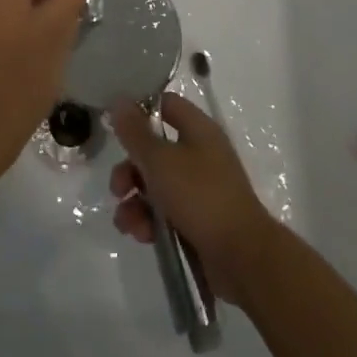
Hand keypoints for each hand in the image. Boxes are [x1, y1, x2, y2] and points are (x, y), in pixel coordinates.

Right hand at [107, 94, 281, 306]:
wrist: (242, 257)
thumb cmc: (200, 196)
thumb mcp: (160, 160)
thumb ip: (135, 132)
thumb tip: (119, 100)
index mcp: (198, 130)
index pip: (166, 104)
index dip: (139, 110)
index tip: (114, 124)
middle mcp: (200, 154)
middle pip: (154, 149)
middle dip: (130, 169)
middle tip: (118, 188)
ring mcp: (200, 189)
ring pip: (155, 185)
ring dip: (134, 201)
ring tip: (126, 222)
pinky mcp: (197, 220)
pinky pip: (165, 212)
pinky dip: (149, 221)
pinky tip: (141, 235)